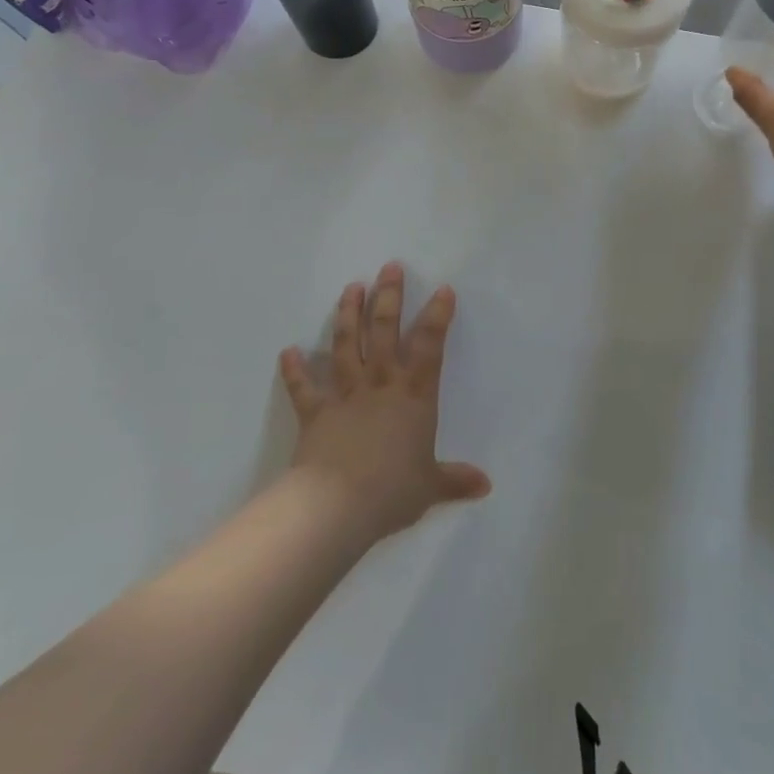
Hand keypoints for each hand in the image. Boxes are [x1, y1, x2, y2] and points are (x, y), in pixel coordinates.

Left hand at [278, 262, 490, 542]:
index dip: (437, 316)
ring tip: (350, 286)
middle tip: (389, 267)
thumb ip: (455, 480)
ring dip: (348, 314)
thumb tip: (486, 486)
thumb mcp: (429, 487)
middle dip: (388, 296)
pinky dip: (294, 370)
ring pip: (346, 345)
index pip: (429, 346)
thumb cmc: (391, 491)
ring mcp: (345, 394)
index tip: (443, 289)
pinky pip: (303, 387)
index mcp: (413, 396)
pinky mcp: (315, 412)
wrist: (336, 506)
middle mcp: (380, 384)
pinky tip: (287, 351)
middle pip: (383, 331)